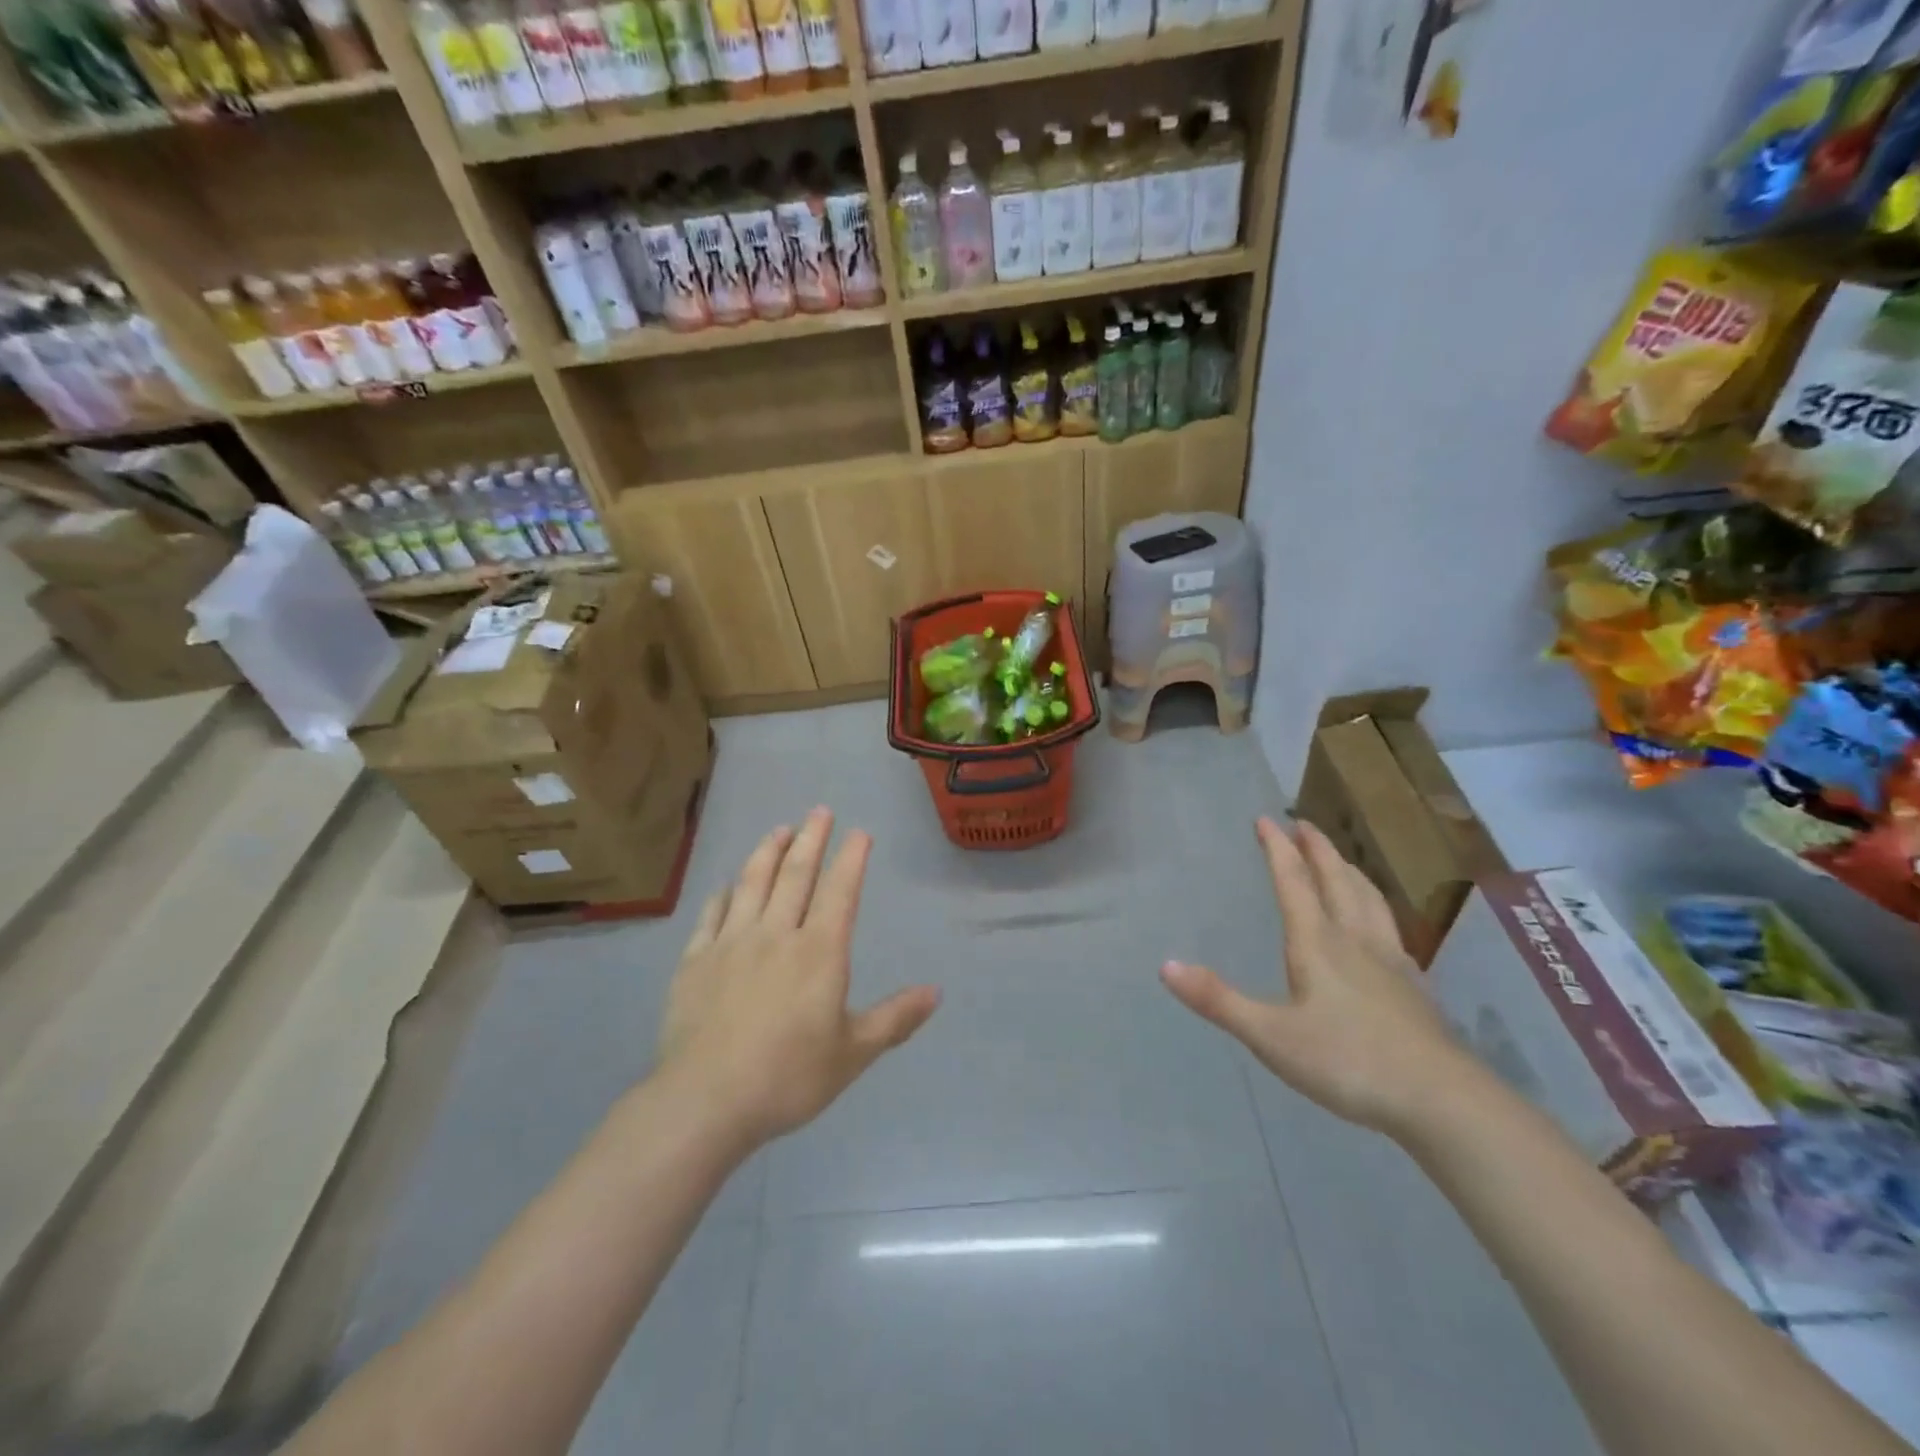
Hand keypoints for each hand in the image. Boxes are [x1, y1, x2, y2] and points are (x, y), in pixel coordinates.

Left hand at [657, 808, 941, 1149]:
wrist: (705, 1100)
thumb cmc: (789, 1076)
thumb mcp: (853, 1053)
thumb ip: (895, 1018)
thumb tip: (937, 991)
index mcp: (819, 951)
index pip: (840, 891)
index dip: (851, 859)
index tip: (859, 832)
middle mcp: (776, 934)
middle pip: (796, 874)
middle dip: (811, 839)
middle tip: (820, 810)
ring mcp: (731, 943)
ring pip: (752, 884)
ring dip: (768, 853)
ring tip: (779, 830)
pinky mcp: (696, 961)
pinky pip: (712, 915)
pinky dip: (724, 894)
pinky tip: (727, 885)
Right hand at [1160, 816, 1473, 1136]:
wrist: (1441, 1100)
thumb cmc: (1347, 1061)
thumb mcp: (1270, 1035)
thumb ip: (1218, 1000)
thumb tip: (1165, 966)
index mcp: (1317, 943)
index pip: (1293, 882)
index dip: (1277, 849)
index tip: (1265, 820)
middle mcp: (1354, 940)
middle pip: (1336, 881)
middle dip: (1317, 850)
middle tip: (1303, 824)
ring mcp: (1390, 961)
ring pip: (1368, 899)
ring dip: (1349, 871)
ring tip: (1340, 860)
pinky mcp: (1414, 986)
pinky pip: (1390, 927)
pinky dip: (1376, 907)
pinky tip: (1380, 924)